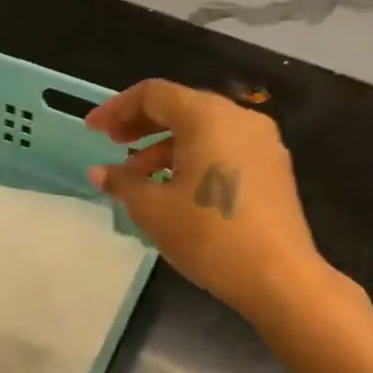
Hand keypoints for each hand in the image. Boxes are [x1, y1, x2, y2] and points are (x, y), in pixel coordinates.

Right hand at [87, 79, 328, 322]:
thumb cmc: (209, 235)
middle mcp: (238, 118)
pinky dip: (194, 158)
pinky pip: (224, 148)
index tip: (93, 130)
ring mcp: (262, 143)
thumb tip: (99, 172)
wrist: (279, 278)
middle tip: (112, 145)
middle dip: (141, 124)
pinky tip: (176, 188)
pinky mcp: (272, 168)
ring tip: (139, 176)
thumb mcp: (153, 209)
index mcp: (207, 117)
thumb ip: (123, 183)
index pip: (153, 94)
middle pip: (181, 107)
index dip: (116, 109)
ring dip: (166, 145)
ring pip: (203, 129)